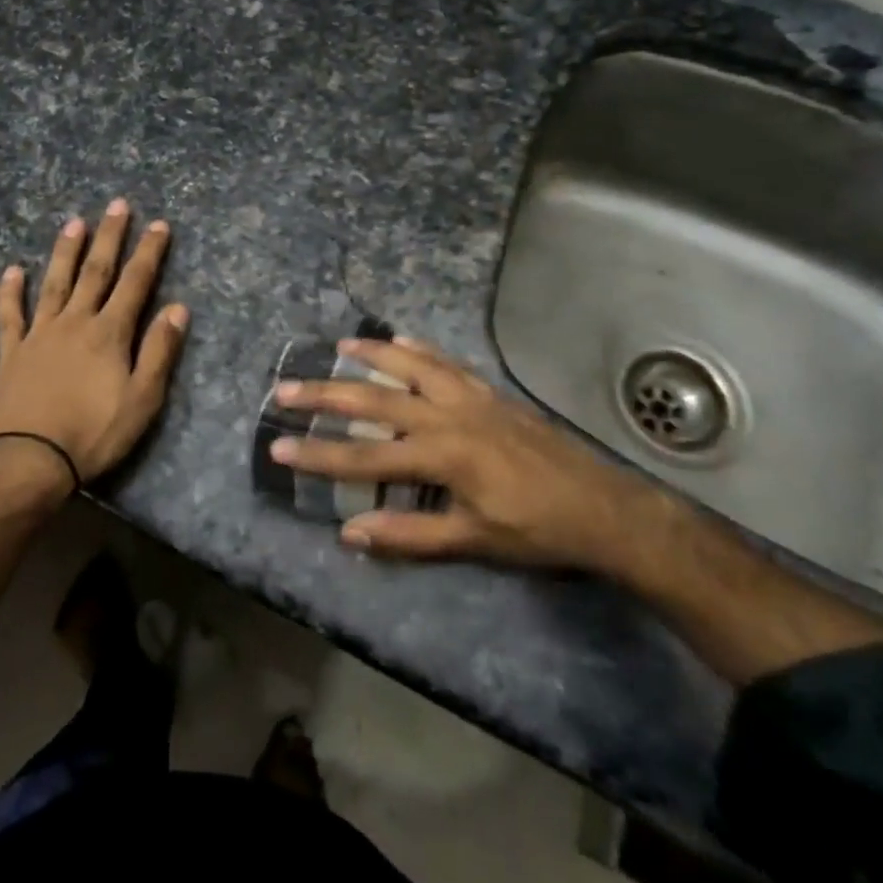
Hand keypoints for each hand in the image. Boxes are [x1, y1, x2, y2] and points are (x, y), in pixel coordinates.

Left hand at [0, 200, 189, 489]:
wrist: (30, 460)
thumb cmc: (94, 433)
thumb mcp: (142, 399)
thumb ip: (159, 350)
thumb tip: (178, 307)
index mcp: (109, 333)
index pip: (135, 283)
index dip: (148, 253)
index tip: (158, 224)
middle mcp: (75, 322)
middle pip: (95, 272)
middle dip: (109, 237)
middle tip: (117, 205)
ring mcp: (40, 334)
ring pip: (55, 283)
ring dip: (66, 251)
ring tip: (74, 223)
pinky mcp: (13, 352)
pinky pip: (11, 315)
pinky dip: (11, 292)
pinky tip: (13, 270)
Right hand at [271, 337, 666, 570]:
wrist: (603, 507)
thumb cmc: (537, 531)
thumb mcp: (473, 541)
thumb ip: (410, 535)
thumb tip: (351, 532)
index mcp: (442, 455)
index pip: (365, 455)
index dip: (319, 453)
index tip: (279, 448)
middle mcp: (449, 415)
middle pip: (376, 399)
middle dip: (326, 395)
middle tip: (286, 389)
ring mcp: (471, 397)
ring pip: (411, 366)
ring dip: (372, 355)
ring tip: (338, 346)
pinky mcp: (490, 392)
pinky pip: (448, 362)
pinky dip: (421, 350)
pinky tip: (402, 341)